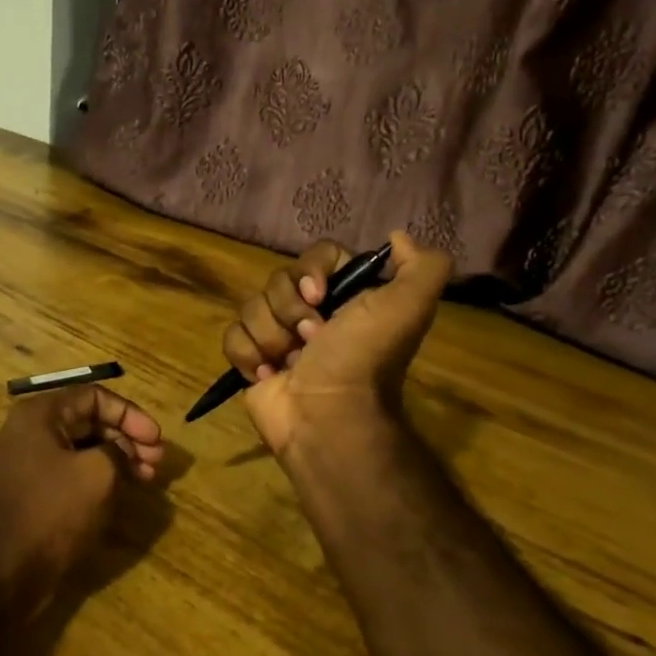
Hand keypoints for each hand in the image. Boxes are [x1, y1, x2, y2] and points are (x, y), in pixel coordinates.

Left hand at [0, 385, 164, 622]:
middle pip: (90, 421)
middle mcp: (32, 431)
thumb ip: (119, 450)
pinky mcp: (34, 493)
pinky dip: (100, 477)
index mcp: (41, 415)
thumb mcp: (97, 474)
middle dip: (127, 437)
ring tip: (147, 478)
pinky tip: (122, 492)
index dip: (131, 414)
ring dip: (118, 459)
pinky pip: (73, 473)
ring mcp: (30, 464)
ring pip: (84, 449)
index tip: (156, 439)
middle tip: (156, 462)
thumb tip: (125, 449)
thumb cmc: (50, 512)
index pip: (95, 396)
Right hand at [222, 231, 451, 465]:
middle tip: (312, 339)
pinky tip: (268, 375)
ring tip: (291, 364)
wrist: (328, 418)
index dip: (311, 270)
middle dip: (290, 310)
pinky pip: (232, 336)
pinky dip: (248, 356)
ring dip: (271, 336)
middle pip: (278, 279)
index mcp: (346, 296)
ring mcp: (279, 337)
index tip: (318, 296)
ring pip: (252, 306)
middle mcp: (312, 312)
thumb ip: (423, 266)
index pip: (316, 255)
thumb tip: (397, 237)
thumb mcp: (408, 307)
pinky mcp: (252, 361)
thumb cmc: (363, 359)